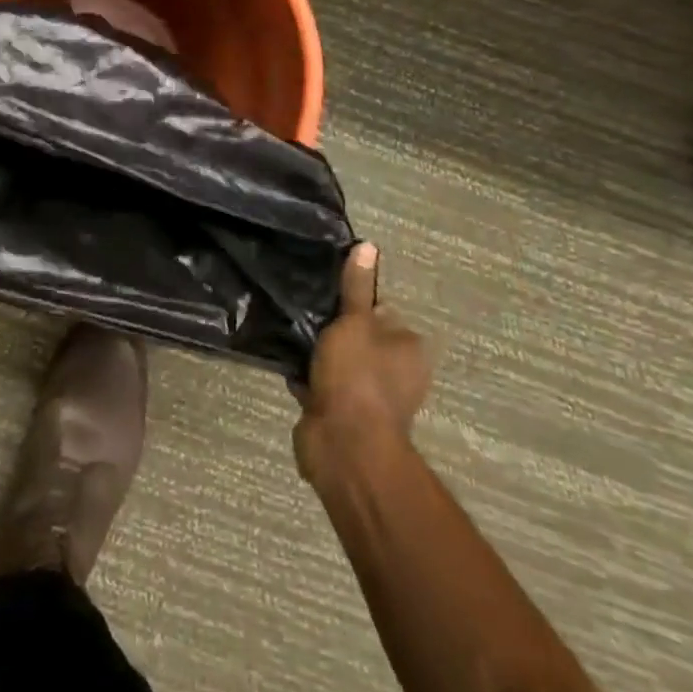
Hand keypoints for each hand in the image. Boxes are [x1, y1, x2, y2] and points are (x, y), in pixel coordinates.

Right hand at [294, 243, 431, 486]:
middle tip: (303, 304)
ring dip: (317, 350)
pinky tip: (284, 354)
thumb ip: (357, 287)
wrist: (342, 446)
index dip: (355, 300)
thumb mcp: (355, 321)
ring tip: (287, 324)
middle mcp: (395, 373)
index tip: (326, 288)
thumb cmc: (357, 376)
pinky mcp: (339, 411)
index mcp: (408, 349)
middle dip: (333, 325)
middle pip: (360, 335)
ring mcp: (367, 395)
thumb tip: (368, 245)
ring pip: (338, 359)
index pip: (382, 311)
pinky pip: (319, 381)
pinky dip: (305, 372)